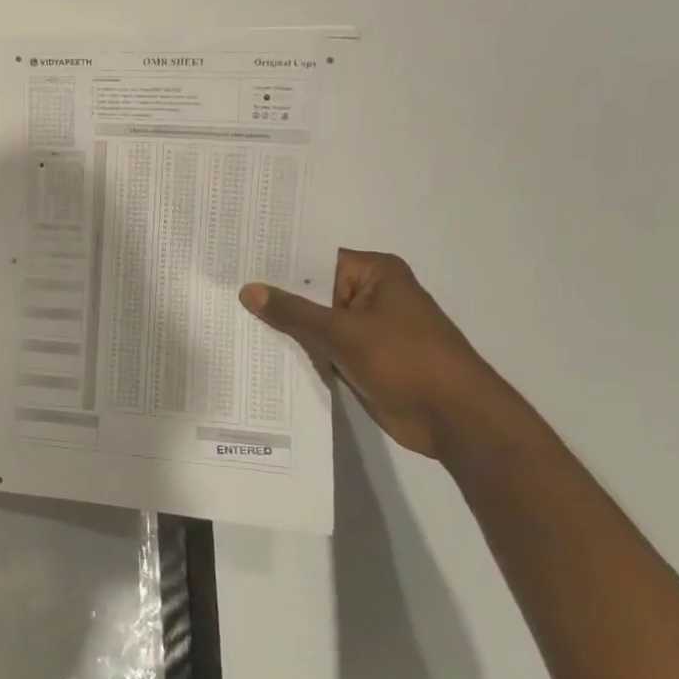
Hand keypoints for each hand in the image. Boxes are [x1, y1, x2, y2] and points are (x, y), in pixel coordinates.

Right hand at [240, 250, 533, 460]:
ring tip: (228, 316)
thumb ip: (293, 312)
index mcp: (375, 273)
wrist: (456, 420)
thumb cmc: (406, 361)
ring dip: (283, 326)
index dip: (276, 261)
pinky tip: (256, 349)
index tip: (235, 260)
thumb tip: (248, 290)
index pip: (315, 258)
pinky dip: (297, 350)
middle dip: (273, 295)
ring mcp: (365, 329)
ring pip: (313, 321)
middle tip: (222, 288)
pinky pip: (320, 347)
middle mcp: (369, 295)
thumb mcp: (343, 332)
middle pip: (311, 290)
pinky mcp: (360, 358)